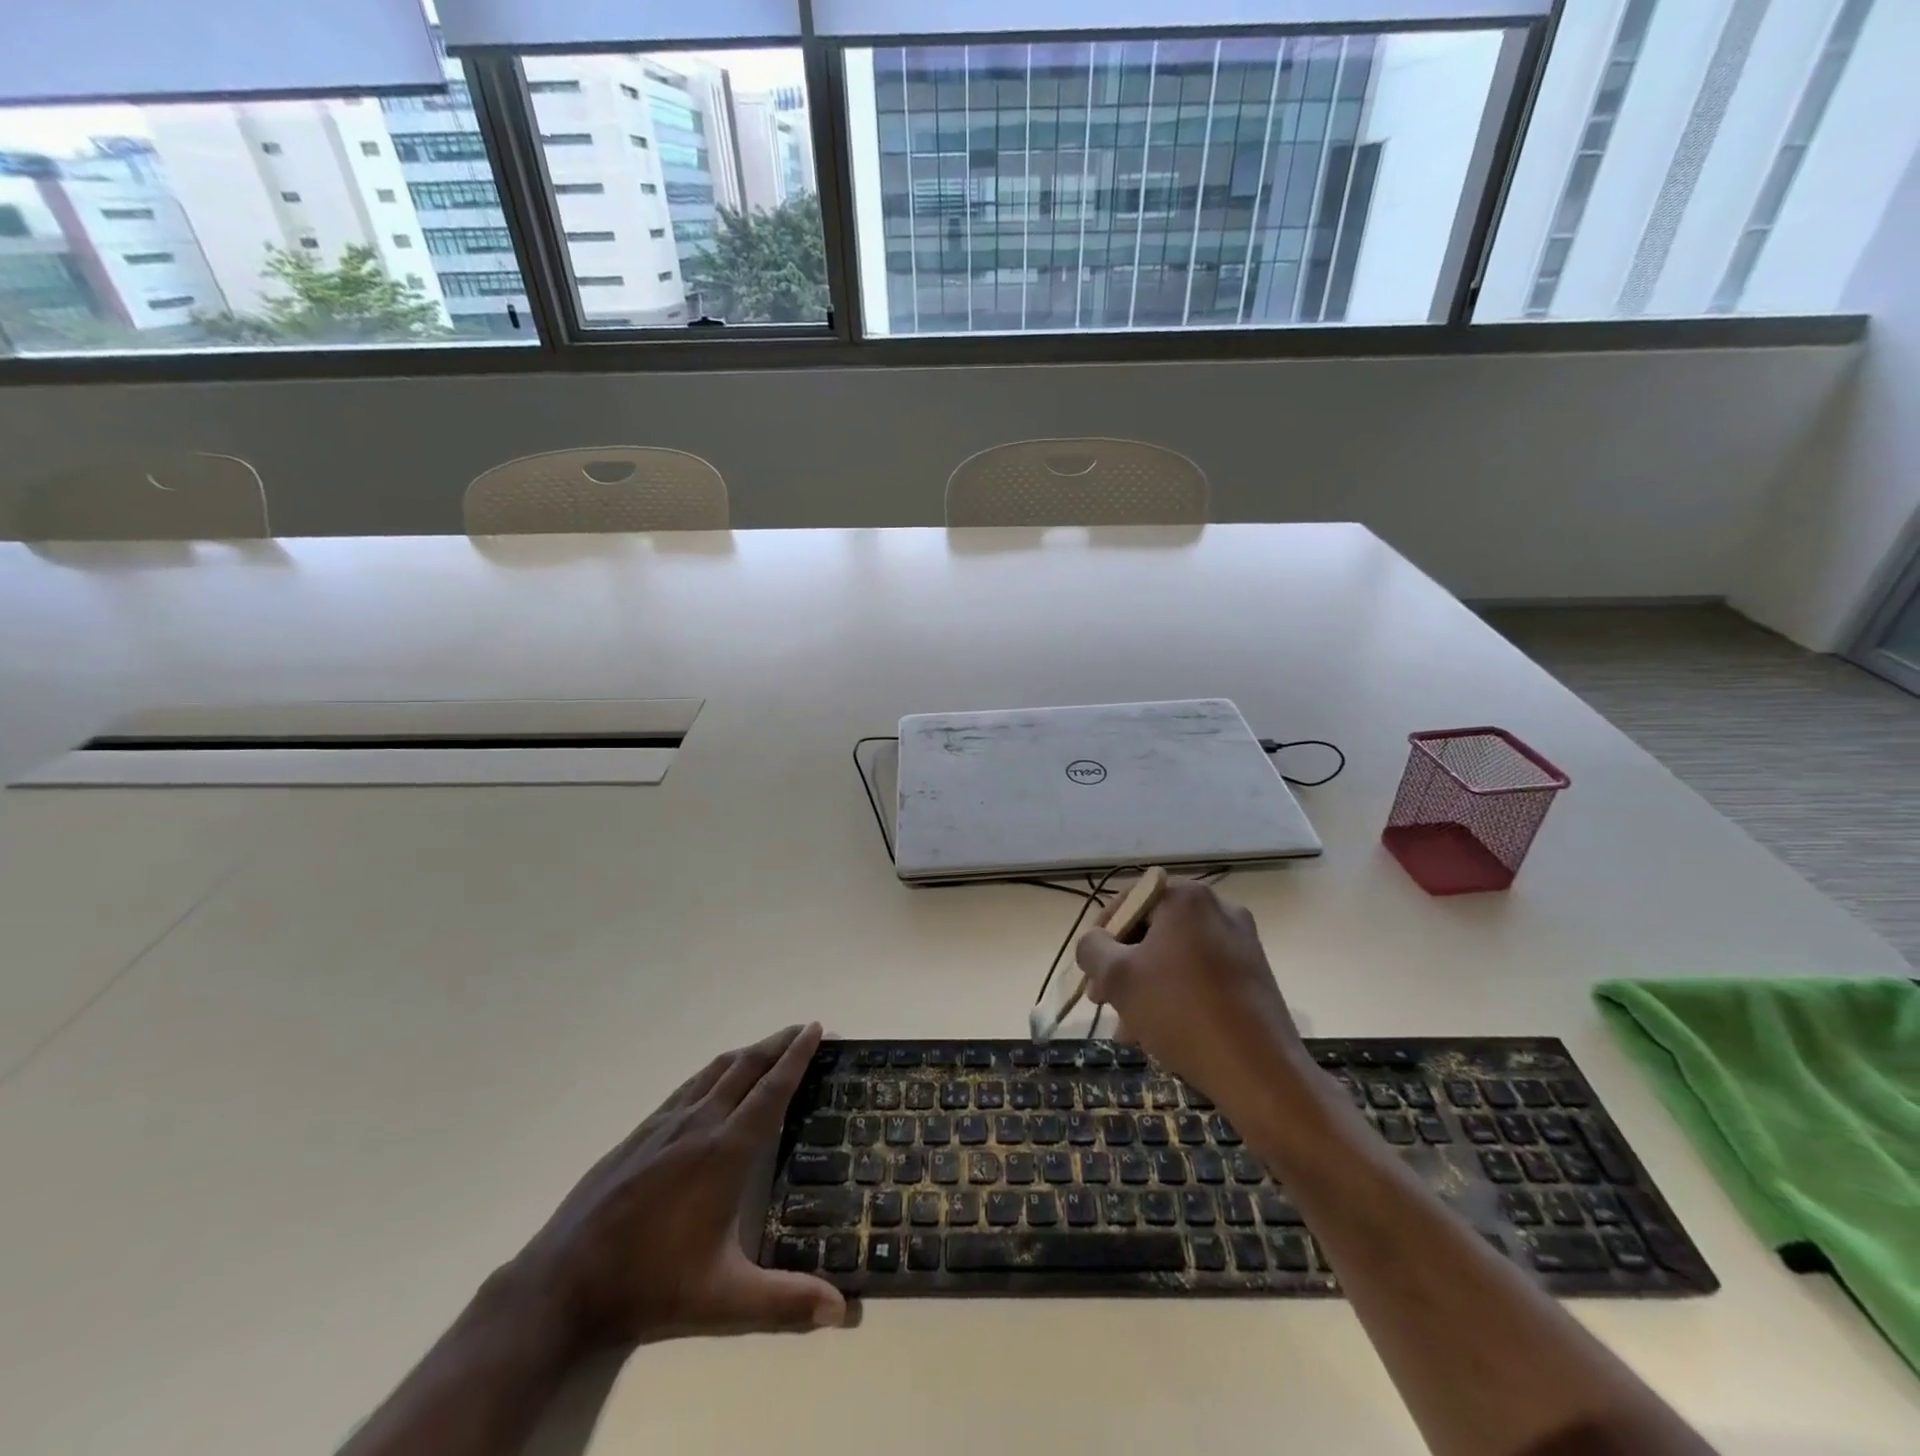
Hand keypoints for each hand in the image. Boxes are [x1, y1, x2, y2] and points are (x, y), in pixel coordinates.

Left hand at [511, 1023, 845, 1349]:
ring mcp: (665, 1124)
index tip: (816, 1028)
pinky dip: (715, 1071)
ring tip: (769, 1048)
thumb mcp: (722, 1299)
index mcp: (725, 1151)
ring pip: (715, 1070)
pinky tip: (714, 1082)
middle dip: (778, 1044)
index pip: (772, 1090)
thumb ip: (784, 1302)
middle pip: (746, 1067)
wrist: (562, 1282)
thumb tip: (842, 1310)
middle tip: (805, 1029)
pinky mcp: (640, 1133)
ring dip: (748, 1053)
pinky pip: (689, 1086)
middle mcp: (699, 1124)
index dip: (797, 1057)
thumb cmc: (649, 1284)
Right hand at [1076, 880, 1309, 1107]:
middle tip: (1103, 1001)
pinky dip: (1177, 995)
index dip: (1102, 934)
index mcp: (1187, 898)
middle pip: (1152, 931)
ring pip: (1175, 957)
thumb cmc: (1181, 1012)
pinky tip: (1161, 1033)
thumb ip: (1092, 949)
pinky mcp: (1255, 975)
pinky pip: (1201, 975)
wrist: (1260, 1072)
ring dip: (1146, 986)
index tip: (1091, 970)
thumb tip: (1094, 943)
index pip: (1129, 901)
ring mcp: (1242, 942)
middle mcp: (1219, 909)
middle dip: (1123, 966)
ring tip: (1128, 1028)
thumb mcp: (1118, 977)